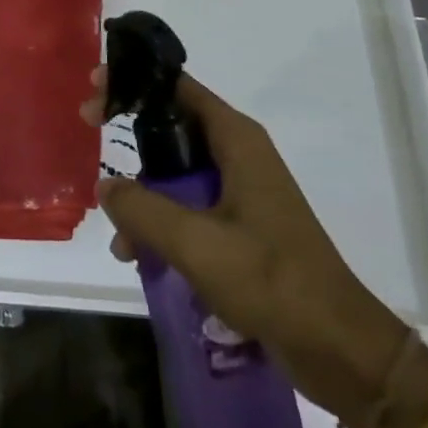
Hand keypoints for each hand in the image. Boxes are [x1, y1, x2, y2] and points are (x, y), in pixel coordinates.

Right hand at [82, 70, 407, 419]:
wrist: (337, 346)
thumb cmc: (270, 279)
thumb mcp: (196, 242)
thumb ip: (143, 209)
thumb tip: (106, 188)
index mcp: (236, 139)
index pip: (177, 87)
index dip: (134, 81)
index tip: (95, 88)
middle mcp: (239, 154)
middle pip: (173, 125)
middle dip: (129, 134)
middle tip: (90, 132)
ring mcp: (242, 190)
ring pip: (177, 171)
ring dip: (143, 192)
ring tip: (116, 232)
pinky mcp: (242, 225)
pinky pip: (189, 206)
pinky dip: (161, 221)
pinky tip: (138, 255)